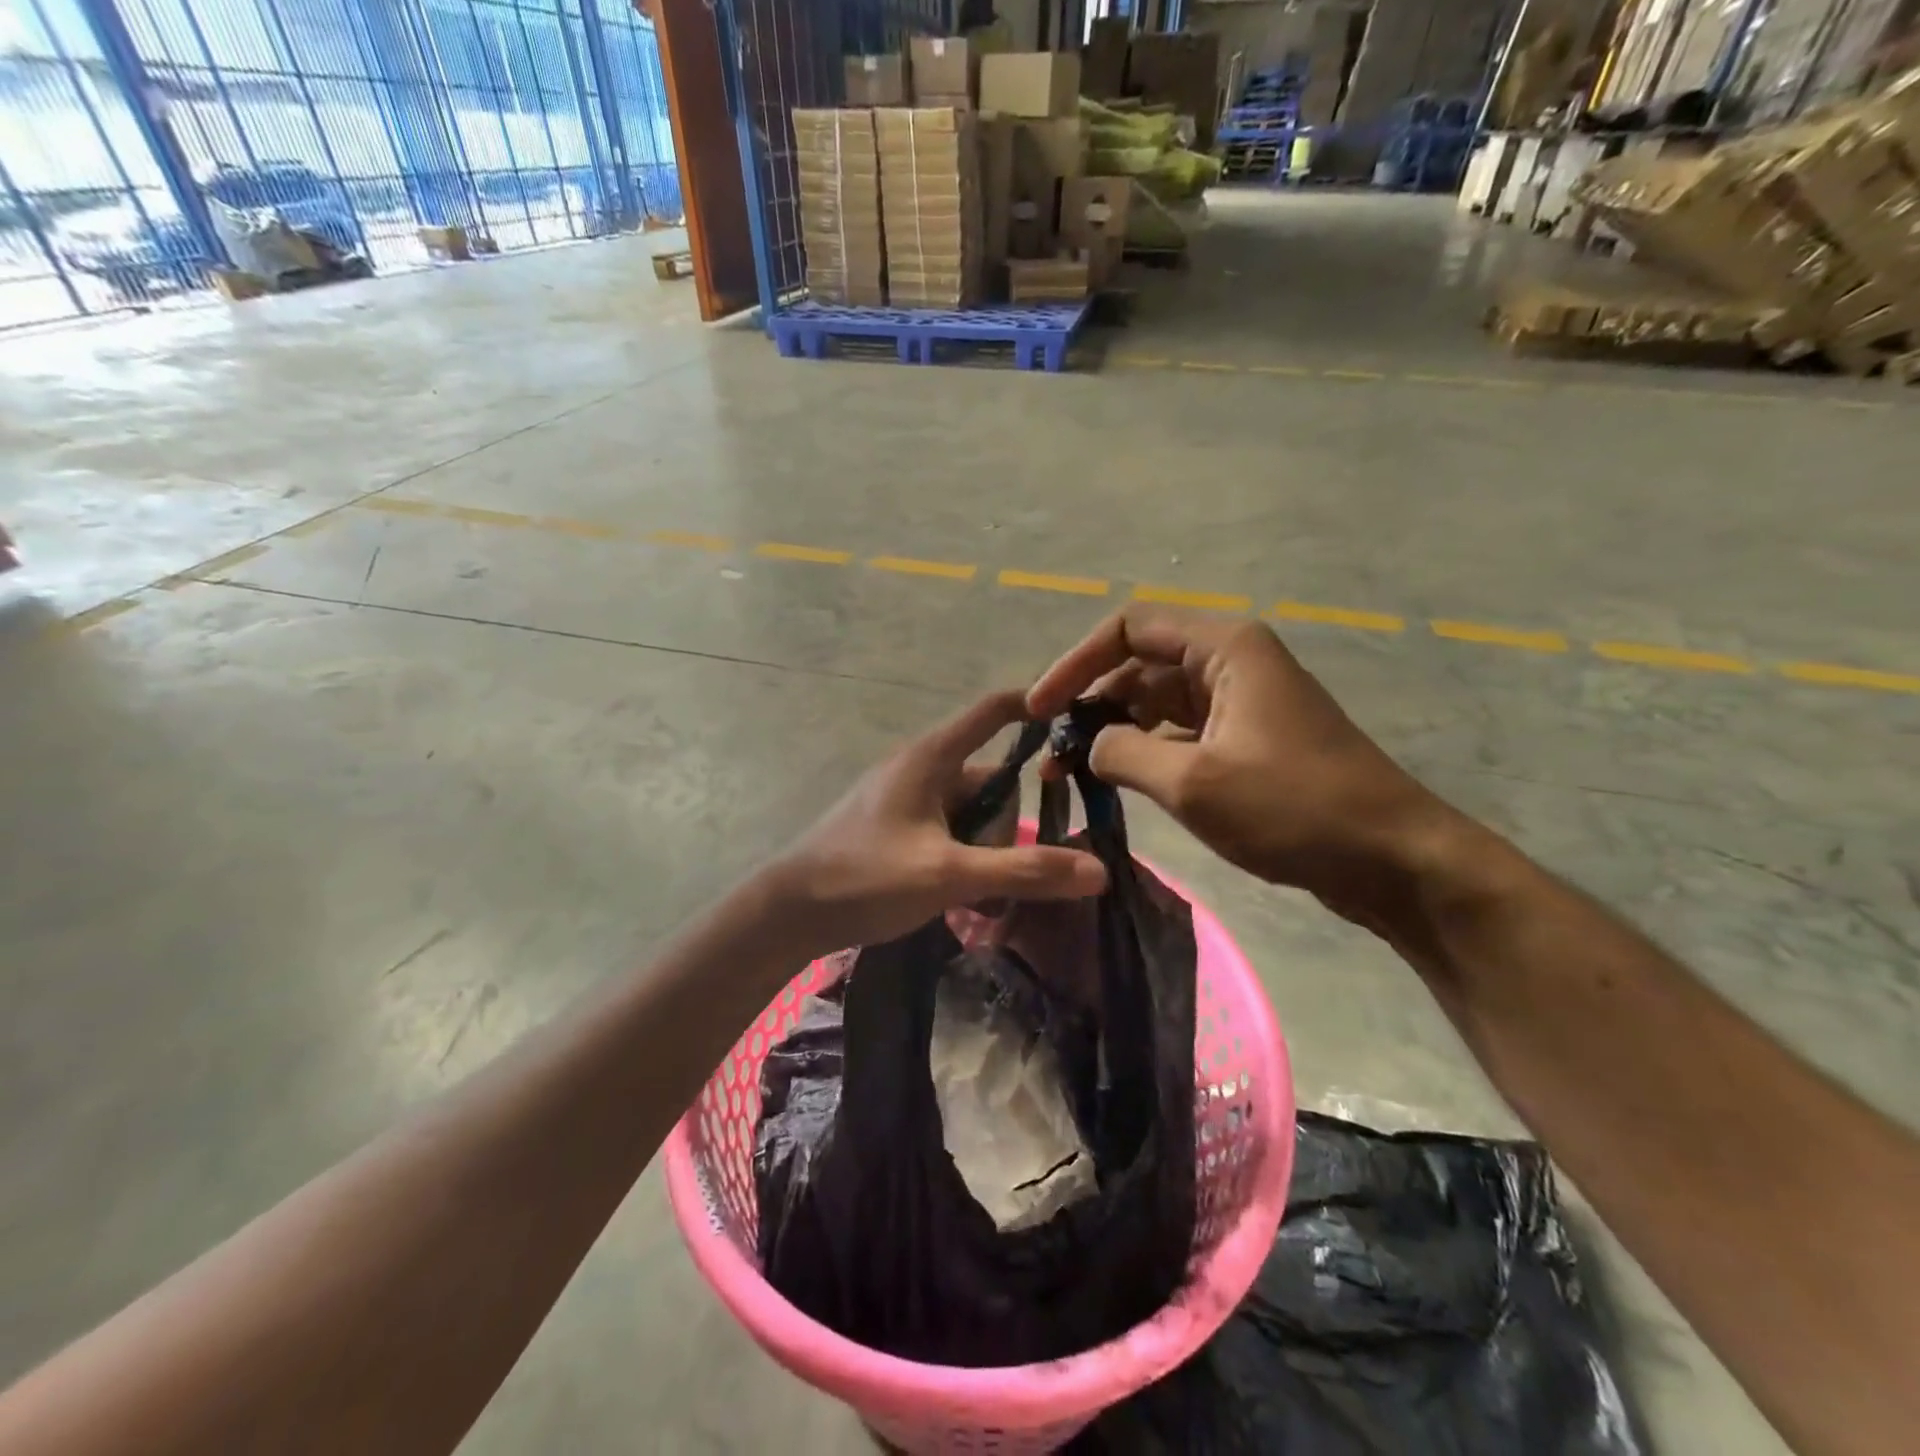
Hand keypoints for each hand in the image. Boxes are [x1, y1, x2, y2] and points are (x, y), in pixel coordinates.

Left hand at [766, 691, 1106, 956]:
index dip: (1036, 706)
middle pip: (991, 779)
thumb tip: (1099, 870)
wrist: (788, 913)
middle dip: (1009, 826)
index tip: (1079, 722)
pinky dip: (965, 858)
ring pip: (972, 813)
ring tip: (982, 897)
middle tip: (1007, 874)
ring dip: (987, 851)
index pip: (993, 710)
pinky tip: (964, 899)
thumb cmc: (865, 878)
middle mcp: (921, 769)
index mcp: (931, 757)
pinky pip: (949, 832)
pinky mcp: (897, 828)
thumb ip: (1023, 871)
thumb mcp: (948, 875)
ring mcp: (906, 800)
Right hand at [1028, 611, 1461, 918]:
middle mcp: (1230, 661)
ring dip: (1113, 732)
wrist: (1391, 859)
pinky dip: (1144, 752)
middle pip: (1139, 665)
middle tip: (1051, 753)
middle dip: (1090, 704)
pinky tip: (1117, 783)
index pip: (1128, 629)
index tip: (1039, 711)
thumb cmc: (1294, 808)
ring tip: (1072, 774)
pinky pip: (1179, 732)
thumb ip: (1123, 753)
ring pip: (1156, 702)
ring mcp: (1240, 701)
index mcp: (1224, 647)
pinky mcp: (1245, 739)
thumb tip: (1089, 746)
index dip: (1075, 664)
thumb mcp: (1194, 782)